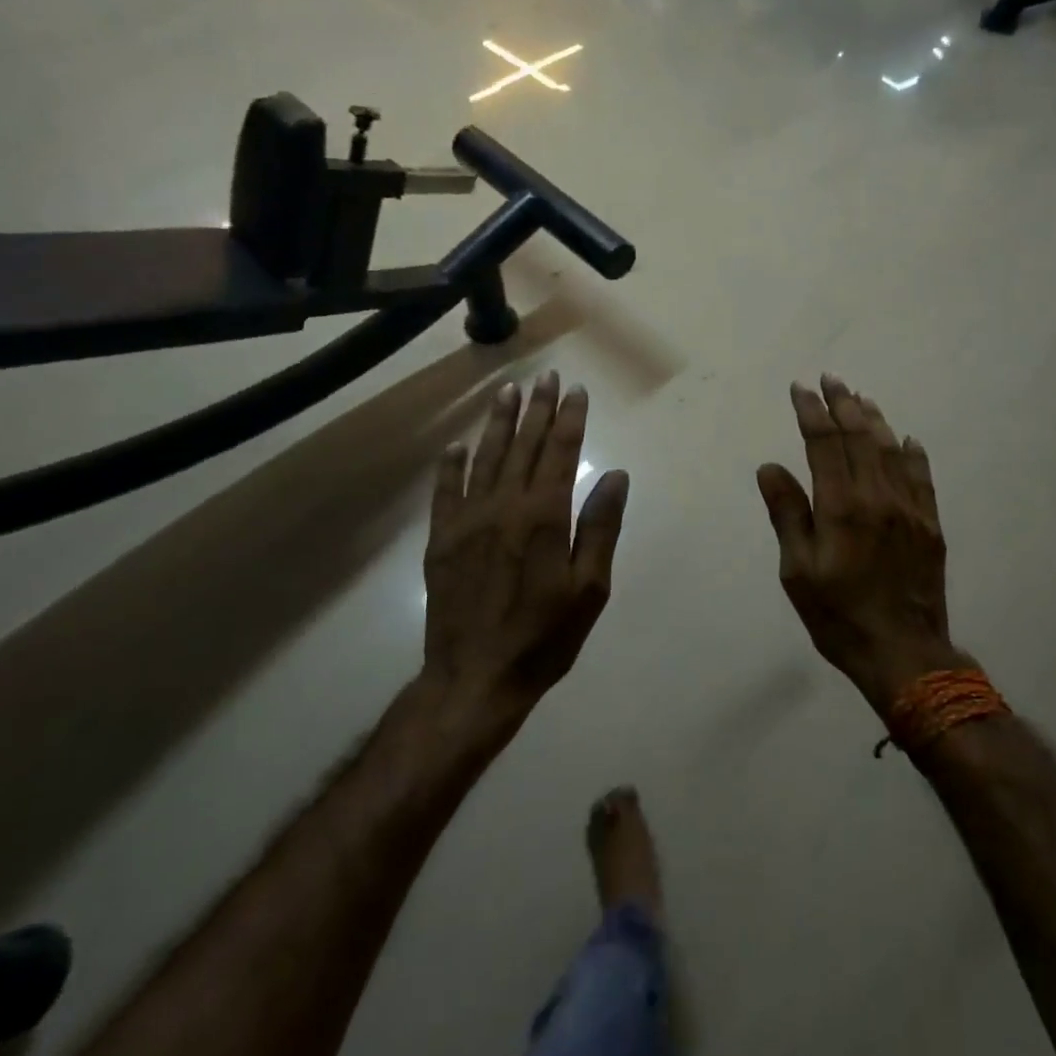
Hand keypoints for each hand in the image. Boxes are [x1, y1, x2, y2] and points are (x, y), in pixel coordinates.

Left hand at [422, 373, 628, 716]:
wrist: (475, 678)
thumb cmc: (543, 638)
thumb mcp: (589, 589)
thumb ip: (600, 528)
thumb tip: (614, 476)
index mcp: (543, 516)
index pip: (559, 452)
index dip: (569, 419)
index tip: (576, 391)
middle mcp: (503, 506)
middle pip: (523, 445)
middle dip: (536, 409)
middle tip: (545, 377)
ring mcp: (467, 520)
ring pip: (485, 458)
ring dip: (498, 423)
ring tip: (507, 392)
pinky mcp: (441, 539)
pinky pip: (446, 491)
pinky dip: (452, 465)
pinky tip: (457, 446)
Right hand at [757, 376, 971, 714]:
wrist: (904, 652)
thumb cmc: (838, 615)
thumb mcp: (798, 571)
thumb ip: (787, 514)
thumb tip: (770, 467)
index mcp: (841, 507)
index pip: (824, 444)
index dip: (811, 412)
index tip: (800, 389)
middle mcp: (877, 497)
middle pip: (859, 438)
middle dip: (842, 404)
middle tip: (830, 379)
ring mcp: (908, 509)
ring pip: (890, 450)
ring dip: (874, 420)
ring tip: (861, 397)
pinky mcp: (929, 525)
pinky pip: (921, 477)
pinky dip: (912, 453)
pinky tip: (906, 439)